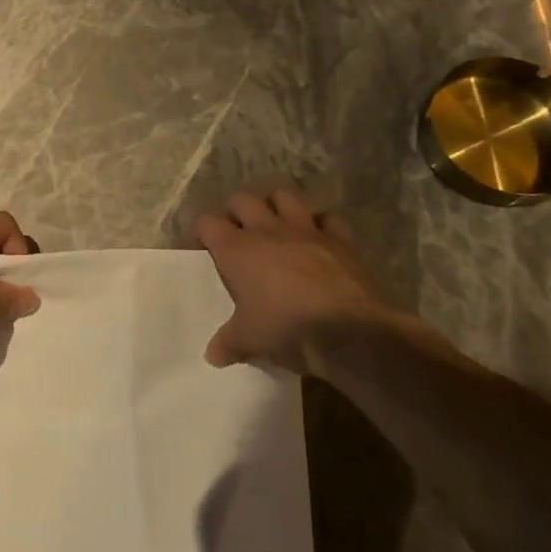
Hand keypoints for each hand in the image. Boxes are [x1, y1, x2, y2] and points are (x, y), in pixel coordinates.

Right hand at [192, 187, 406, 374]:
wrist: (349, 331)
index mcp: (237, 249)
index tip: (202, 249)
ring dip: (276, 206)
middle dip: (236, 212)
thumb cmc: (287, 329)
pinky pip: (328, 218)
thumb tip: (213, 355)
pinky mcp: (340, 239)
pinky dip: (320, 224)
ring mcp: (307, 230)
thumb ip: (228, 343)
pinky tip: (318, 239)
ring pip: (284, 196)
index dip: (201, 232)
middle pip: (243, 200)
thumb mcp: (249, 341)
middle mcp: (268, 230)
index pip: (207, 223)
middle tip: (238, 235)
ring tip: (275, 226)